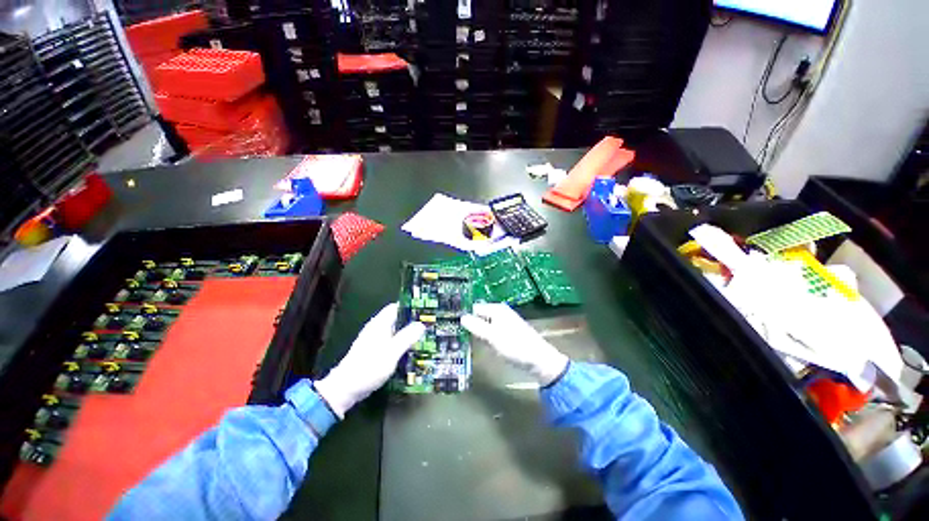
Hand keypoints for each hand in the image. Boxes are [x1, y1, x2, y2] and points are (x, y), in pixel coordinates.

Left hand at [315, 303, 424, 417]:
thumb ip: (407, 337)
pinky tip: (410, 349)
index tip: (425, 310)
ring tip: (424, 336)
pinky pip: (391, 341)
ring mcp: (374, 340)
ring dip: (407, 332)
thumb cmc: (369, 367)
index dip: (410, 306)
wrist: (345, 389)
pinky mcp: (373, 351)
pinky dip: (401, 342)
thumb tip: (421, 324)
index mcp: (380, 324)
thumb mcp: (392, 352)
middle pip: (396, 318)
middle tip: (428, 324)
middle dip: (412, 320)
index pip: (396, 307)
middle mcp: (376, 328)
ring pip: (394, 330)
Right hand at [461, 303, 568, 385]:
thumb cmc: (515, 346)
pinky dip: (484, 336)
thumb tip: (461, 317)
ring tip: (464, 340)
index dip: (465, 317)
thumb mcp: (492, 336)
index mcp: (496, 309)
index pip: (474, 308)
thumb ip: (476, 326)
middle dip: (470, 324)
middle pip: (479, 316)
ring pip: (484, 324)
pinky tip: (480, 344)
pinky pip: (490, 331)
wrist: (539, 360)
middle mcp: (499, 313)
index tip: (452, 326)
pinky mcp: (506, 333)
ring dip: (476, 331)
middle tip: (456, 335)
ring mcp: (503, 323)